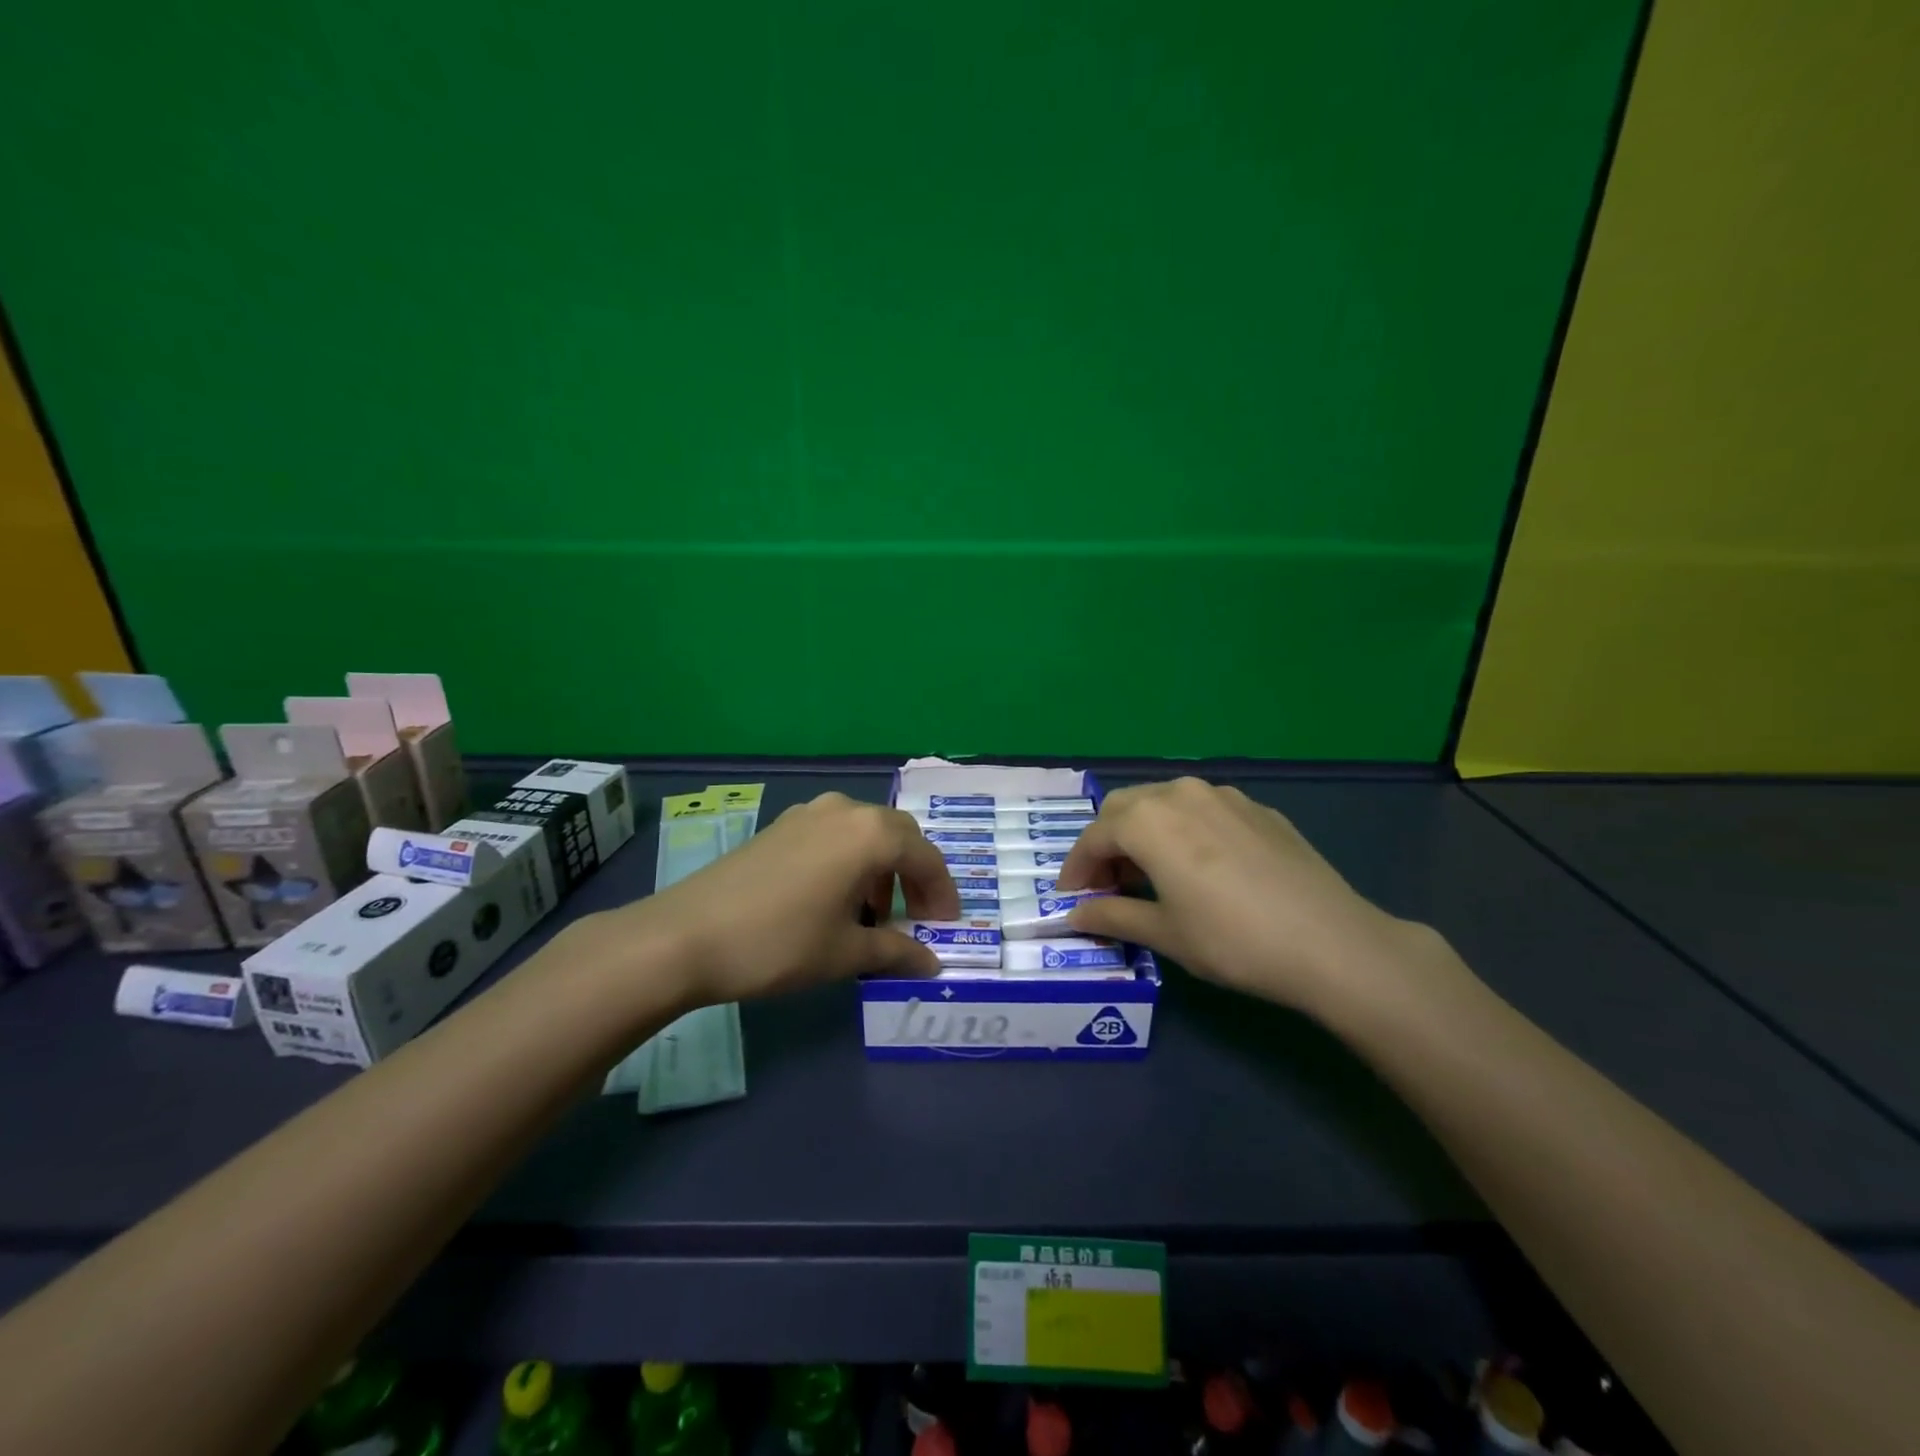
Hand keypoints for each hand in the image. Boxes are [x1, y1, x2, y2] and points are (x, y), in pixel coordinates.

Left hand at [578, 792, 960, 1007]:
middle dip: (914, 876)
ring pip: (865, 833)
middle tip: (915, 919)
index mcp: (870, 834)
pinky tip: (835, 899)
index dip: (942, 893)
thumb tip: (931, 963)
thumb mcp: (845, 953)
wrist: (685, 935)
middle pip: (898, 836)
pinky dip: (850, 861)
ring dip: (881, 868)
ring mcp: (808, 814)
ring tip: (874, 916)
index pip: (926, 857)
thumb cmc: (779, 943)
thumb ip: (896, 952)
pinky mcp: (781, 826)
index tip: (946, 927)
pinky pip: (834, 835)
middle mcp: (844, 811)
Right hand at [1057, 778, 1433, 1015]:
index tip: (1072, 898)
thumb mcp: (1164, 933)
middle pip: (1124, 807)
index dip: (1076, 868)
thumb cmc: (1233, 940)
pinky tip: (1198, 866)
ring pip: (1163, 802)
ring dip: (1143, 831)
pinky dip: (1182, 830)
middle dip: (1106, 843)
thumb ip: (1112, 915)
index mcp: (1148, 820)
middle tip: (1107, 885)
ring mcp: (1224, 795)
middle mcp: (1180, 793)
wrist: (1331, 942)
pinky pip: (1202, 809)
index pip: (1094, 836)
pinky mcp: (1257, 807)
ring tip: (1150, 873)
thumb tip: (1075, 915)